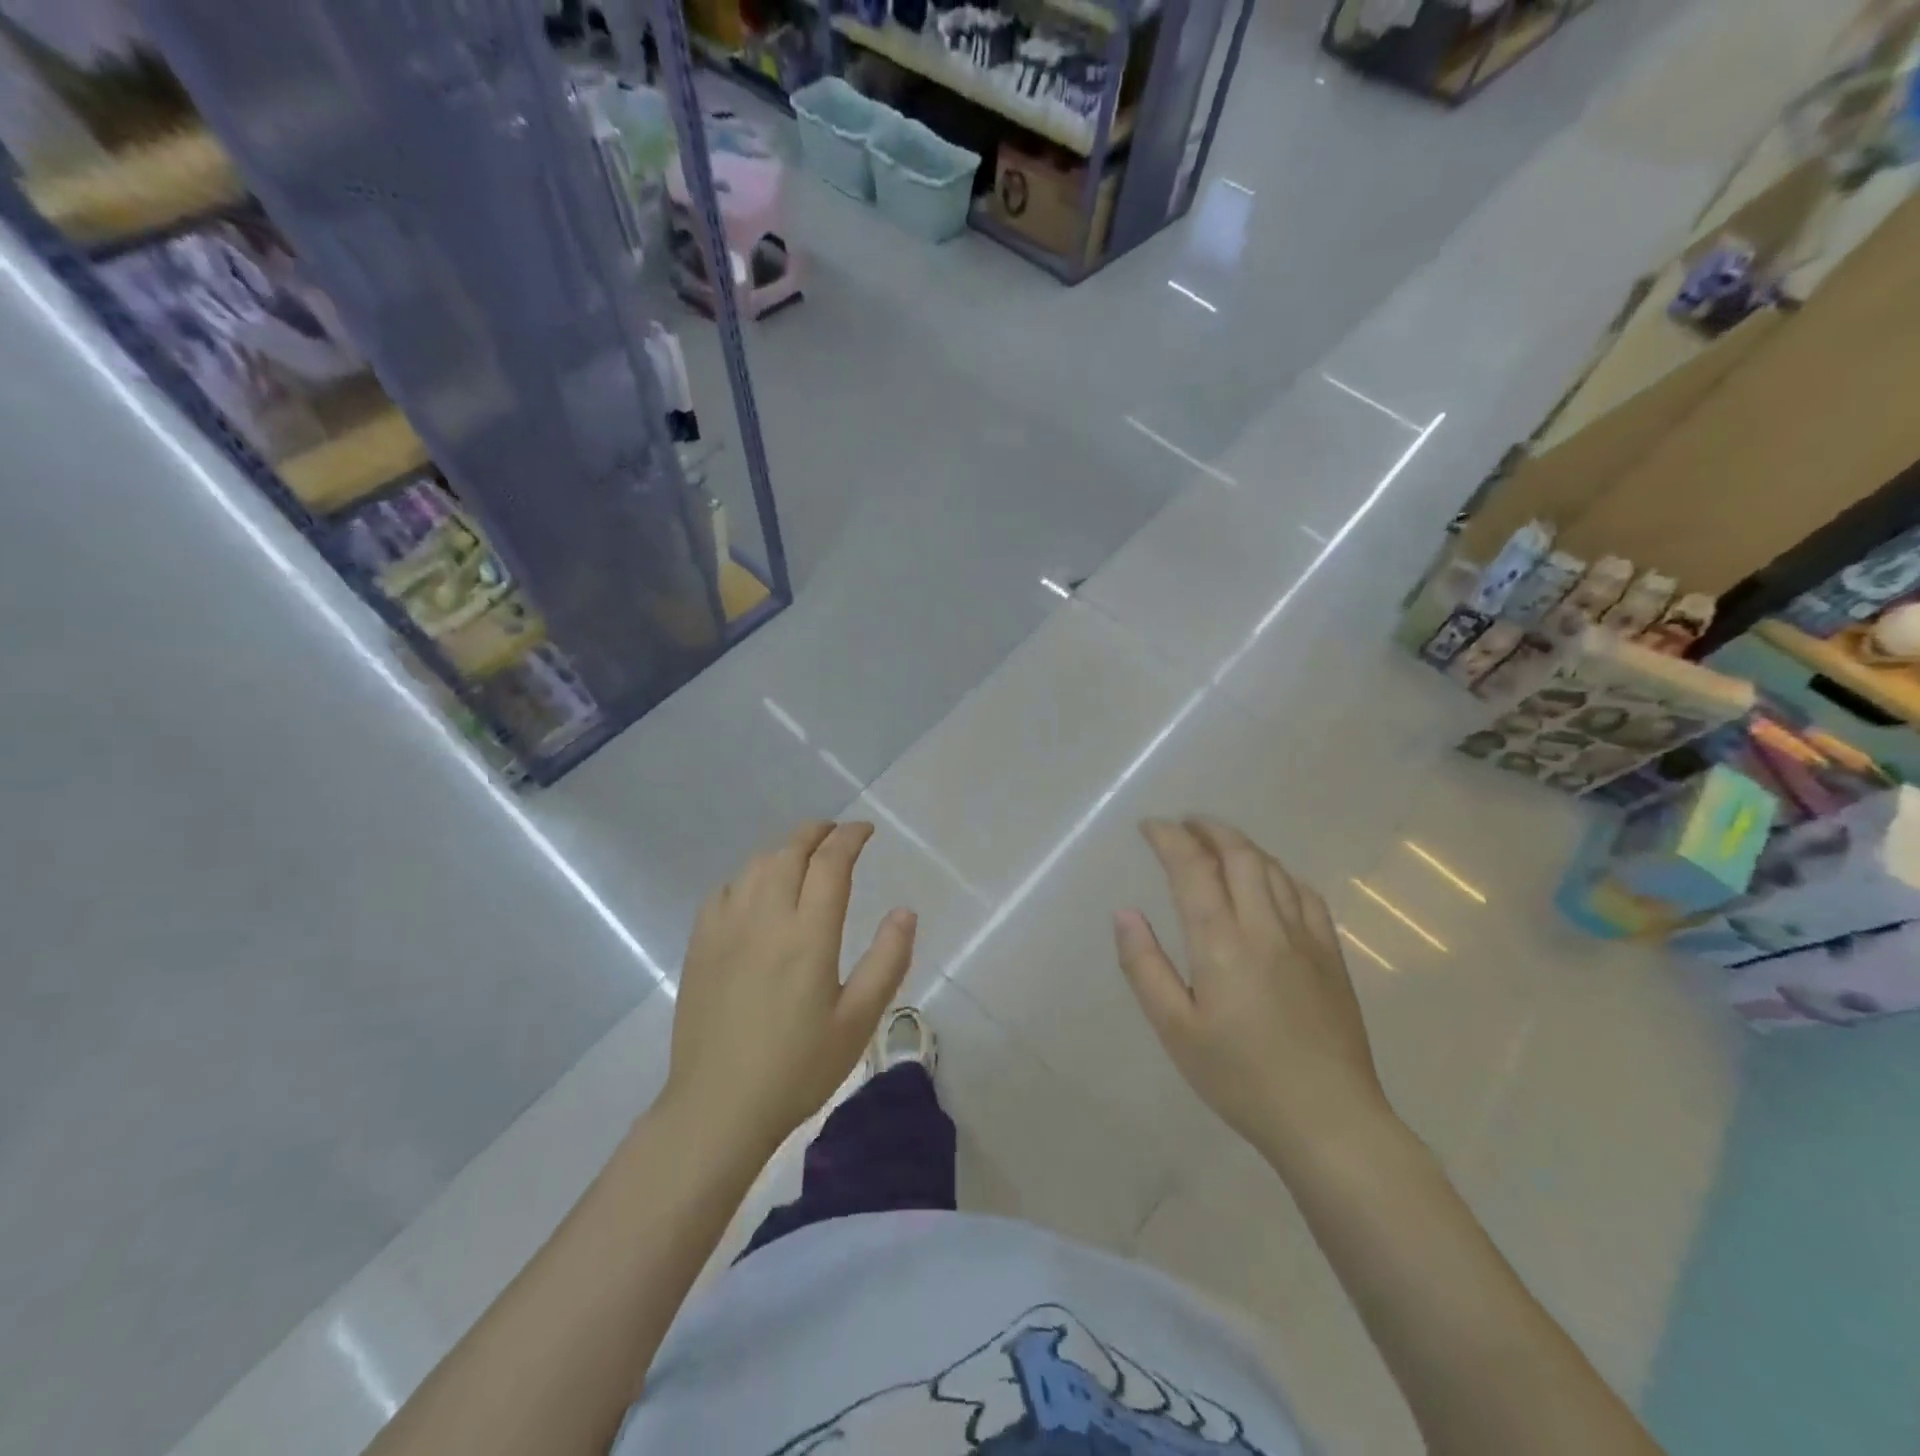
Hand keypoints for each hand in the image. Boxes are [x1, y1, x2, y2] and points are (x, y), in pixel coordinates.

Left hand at [663, 822, 916, 1156]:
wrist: (718, 1106)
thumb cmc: (798, 1068)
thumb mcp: (859, 1021)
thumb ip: (887, 960)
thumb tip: (905, 911)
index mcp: (808, 934)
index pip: (831, 863)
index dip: (850, 838)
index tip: (865, 831)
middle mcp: (765, 917)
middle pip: (790, 852)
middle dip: (816, 832)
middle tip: (836, 833)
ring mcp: (726, 929)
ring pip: (755, 866)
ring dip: (783, 850)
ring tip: (801, 857)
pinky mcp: (700, 946)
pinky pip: (724, 891)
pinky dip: (747, 877)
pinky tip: (755, 893)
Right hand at [1114, 817, 1396, 1168]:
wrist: (1328, 1121)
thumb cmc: (1240, 1078)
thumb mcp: (1176, 1030)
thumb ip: (1145, 967)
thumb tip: (1125, 913)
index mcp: (1221, 943)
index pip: (1193, 868)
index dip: (1169, 838)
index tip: (1149, 827)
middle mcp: (1265, 927)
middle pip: (1238, 855)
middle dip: (1207, 829)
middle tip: (1183, 825)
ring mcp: (1305, 939)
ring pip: (1273, 869)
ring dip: (1242, 845)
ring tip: (1218, 842)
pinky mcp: (1332, 957)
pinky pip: (1307, 895)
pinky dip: (1281, 873)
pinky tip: (1271, 879)